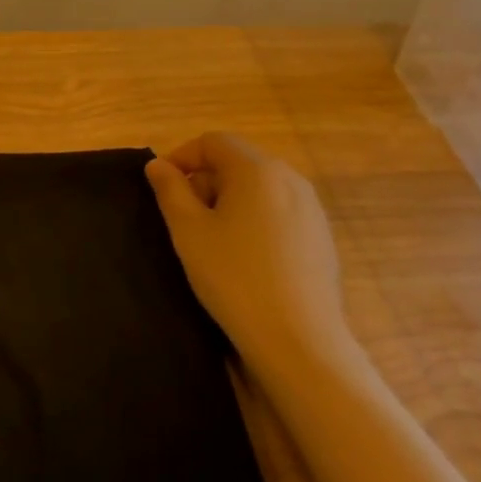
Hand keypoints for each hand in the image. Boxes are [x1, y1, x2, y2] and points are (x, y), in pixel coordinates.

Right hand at [145, 133, 355, 379]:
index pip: (213, 142)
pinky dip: (255, 219)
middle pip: (238, 161)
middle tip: (184, 218)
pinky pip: (279, 210)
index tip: (163, 188)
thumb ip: (170, 190)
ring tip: (213, 239)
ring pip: (259, 187)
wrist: (298, 339)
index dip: (182, 156)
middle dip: (205, 180)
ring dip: (230, 200)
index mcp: (256, 170)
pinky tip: (246, 257)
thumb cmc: (233, 277)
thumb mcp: (188, 231)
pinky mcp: (321, 236)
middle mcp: (289, 178)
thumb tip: (159, 165)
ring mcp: (311, 208)